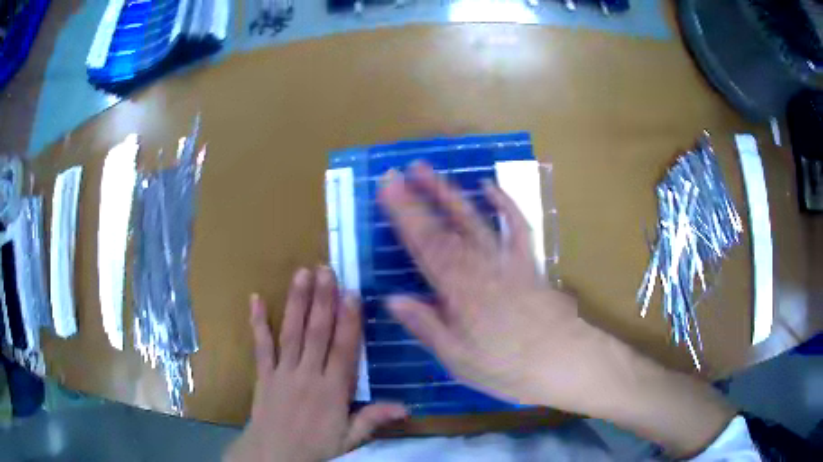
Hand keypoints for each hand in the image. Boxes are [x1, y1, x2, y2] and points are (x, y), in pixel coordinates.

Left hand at [225, 267, 406, 461]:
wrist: (273, 455)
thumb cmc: (315, 447)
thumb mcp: (350, 439)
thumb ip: (373, 420)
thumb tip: (406, 407)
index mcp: (333, 391)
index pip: (343, 350)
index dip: (348, 321)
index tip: (351, 293)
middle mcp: (308, 375)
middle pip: (316, 333)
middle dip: (322, 300)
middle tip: (325, 269)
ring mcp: (283, 372)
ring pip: (291, 333)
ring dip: (297, 303)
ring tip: (301, 274)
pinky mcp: (264, 374)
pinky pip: (261, 345)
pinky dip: (258, 322)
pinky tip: (256, 299)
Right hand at [378, 161, 596, 408]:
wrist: (564, 361)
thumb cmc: (508, 368)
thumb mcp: (459, 359)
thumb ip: (427, 327)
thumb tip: (393, 299)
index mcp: (460, 293)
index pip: (424, 247)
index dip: (403, 216)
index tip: (387, 190)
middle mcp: (481, 269)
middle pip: (445, 228)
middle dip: (418, 198)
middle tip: (397, 173)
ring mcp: (507, 261)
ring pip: (474, 220)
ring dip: (450, 194)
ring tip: (429, 171)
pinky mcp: (528, 261)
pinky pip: (517, 226)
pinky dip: (505, 204)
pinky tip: (489, 187)